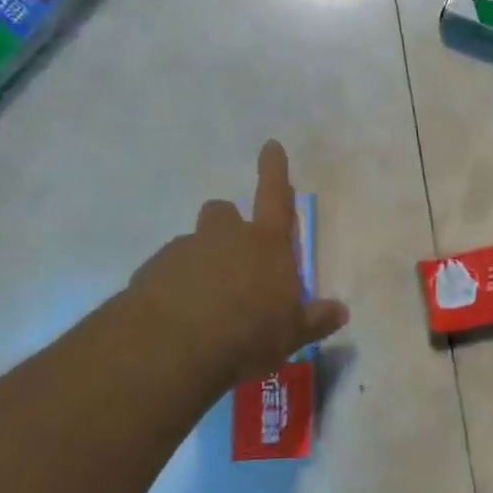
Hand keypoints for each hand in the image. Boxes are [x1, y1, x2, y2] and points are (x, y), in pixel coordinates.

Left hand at [122, 141, 348, 386]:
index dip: (274, 170)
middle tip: (232, 261)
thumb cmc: (247, 333)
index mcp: (265, 244)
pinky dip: (172, 286)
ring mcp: (184, 250)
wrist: (172, 347)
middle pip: (223, 213)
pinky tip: (176, 317)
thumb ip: (314, 319)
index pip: (274, 196)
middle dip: (227, 227)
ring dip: (199, 263)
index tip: (270, 145)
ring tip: (202, 303)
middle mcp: (224, 236)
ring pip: (193, 244)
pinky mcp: (151, 271)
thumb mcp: (291, 334)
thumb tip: (341, 311)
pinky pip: (166, 271)